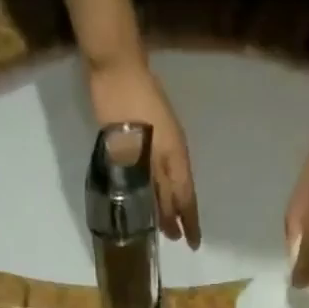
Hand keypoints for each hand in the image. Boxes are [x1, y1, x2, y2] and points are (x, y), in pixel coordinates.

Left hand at [87, 57, 200, 246]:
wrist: (117, 63)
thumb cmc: (123, 106)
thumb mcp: (133, 148)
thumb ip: (145, 178)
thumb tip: (156, 209)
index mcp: (173, 157)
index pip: (184, 198)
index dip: (188, 222)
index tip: (191, 244)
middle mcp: (173, 152)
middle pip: (179, 192)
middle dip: (179, 217)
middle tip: (176, 239)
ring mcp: (164, 139)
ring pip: (171, 180)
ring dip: (170, 202)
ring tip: (165, 223)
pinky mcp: (152, 130)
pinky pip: (163, 168)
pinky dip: (161, 186)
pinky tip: (153, 190)